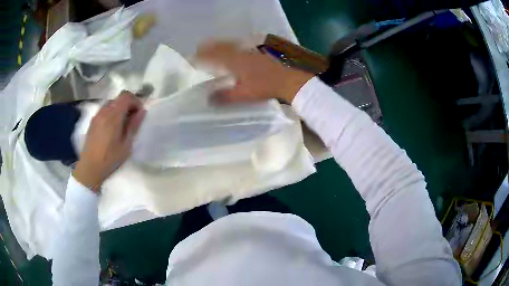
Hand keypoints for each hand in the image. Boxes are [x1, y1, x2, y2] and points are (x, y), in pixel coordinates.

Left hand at [72, 92, 145, 192]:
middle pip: (119, 98)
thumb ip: (134, 125)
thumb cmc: (110, 158)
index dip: (135, 101)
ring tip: (122, 123)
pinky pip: (104, 110)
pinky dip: (112, 113)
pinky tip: (112, 128)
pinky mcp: (93, 121)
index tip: (139, 112)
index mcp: (113, 115)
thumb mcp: (126, 145)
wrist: (90, 167)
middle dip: (128, 104)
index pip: (126, 96)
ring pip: (111, 103)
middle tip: (133, 118)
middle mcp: (104, 111)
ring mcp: (97, 115)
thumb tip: (142, 111)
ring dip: (120, 108)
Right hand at [196, 41, 312, 103]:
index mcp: (234, 59)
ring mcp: (253, 45)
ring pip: (233, 42)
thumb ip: (225, 96)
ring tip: (215, 47)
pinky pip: (245, 42)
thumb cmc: (267, 86)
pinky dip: (236, 44)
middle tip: (200, 49)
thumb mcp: (244, 94)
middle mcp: (241, 48)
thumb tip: (208, 99)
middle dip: (209, 47)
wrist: (292, 77)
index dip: (201, 56)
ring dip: (221, 44)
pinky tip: (238, 48)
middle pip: (221, 45)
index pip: (212, 55)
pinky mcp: (263, 45)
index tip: (192, 58)